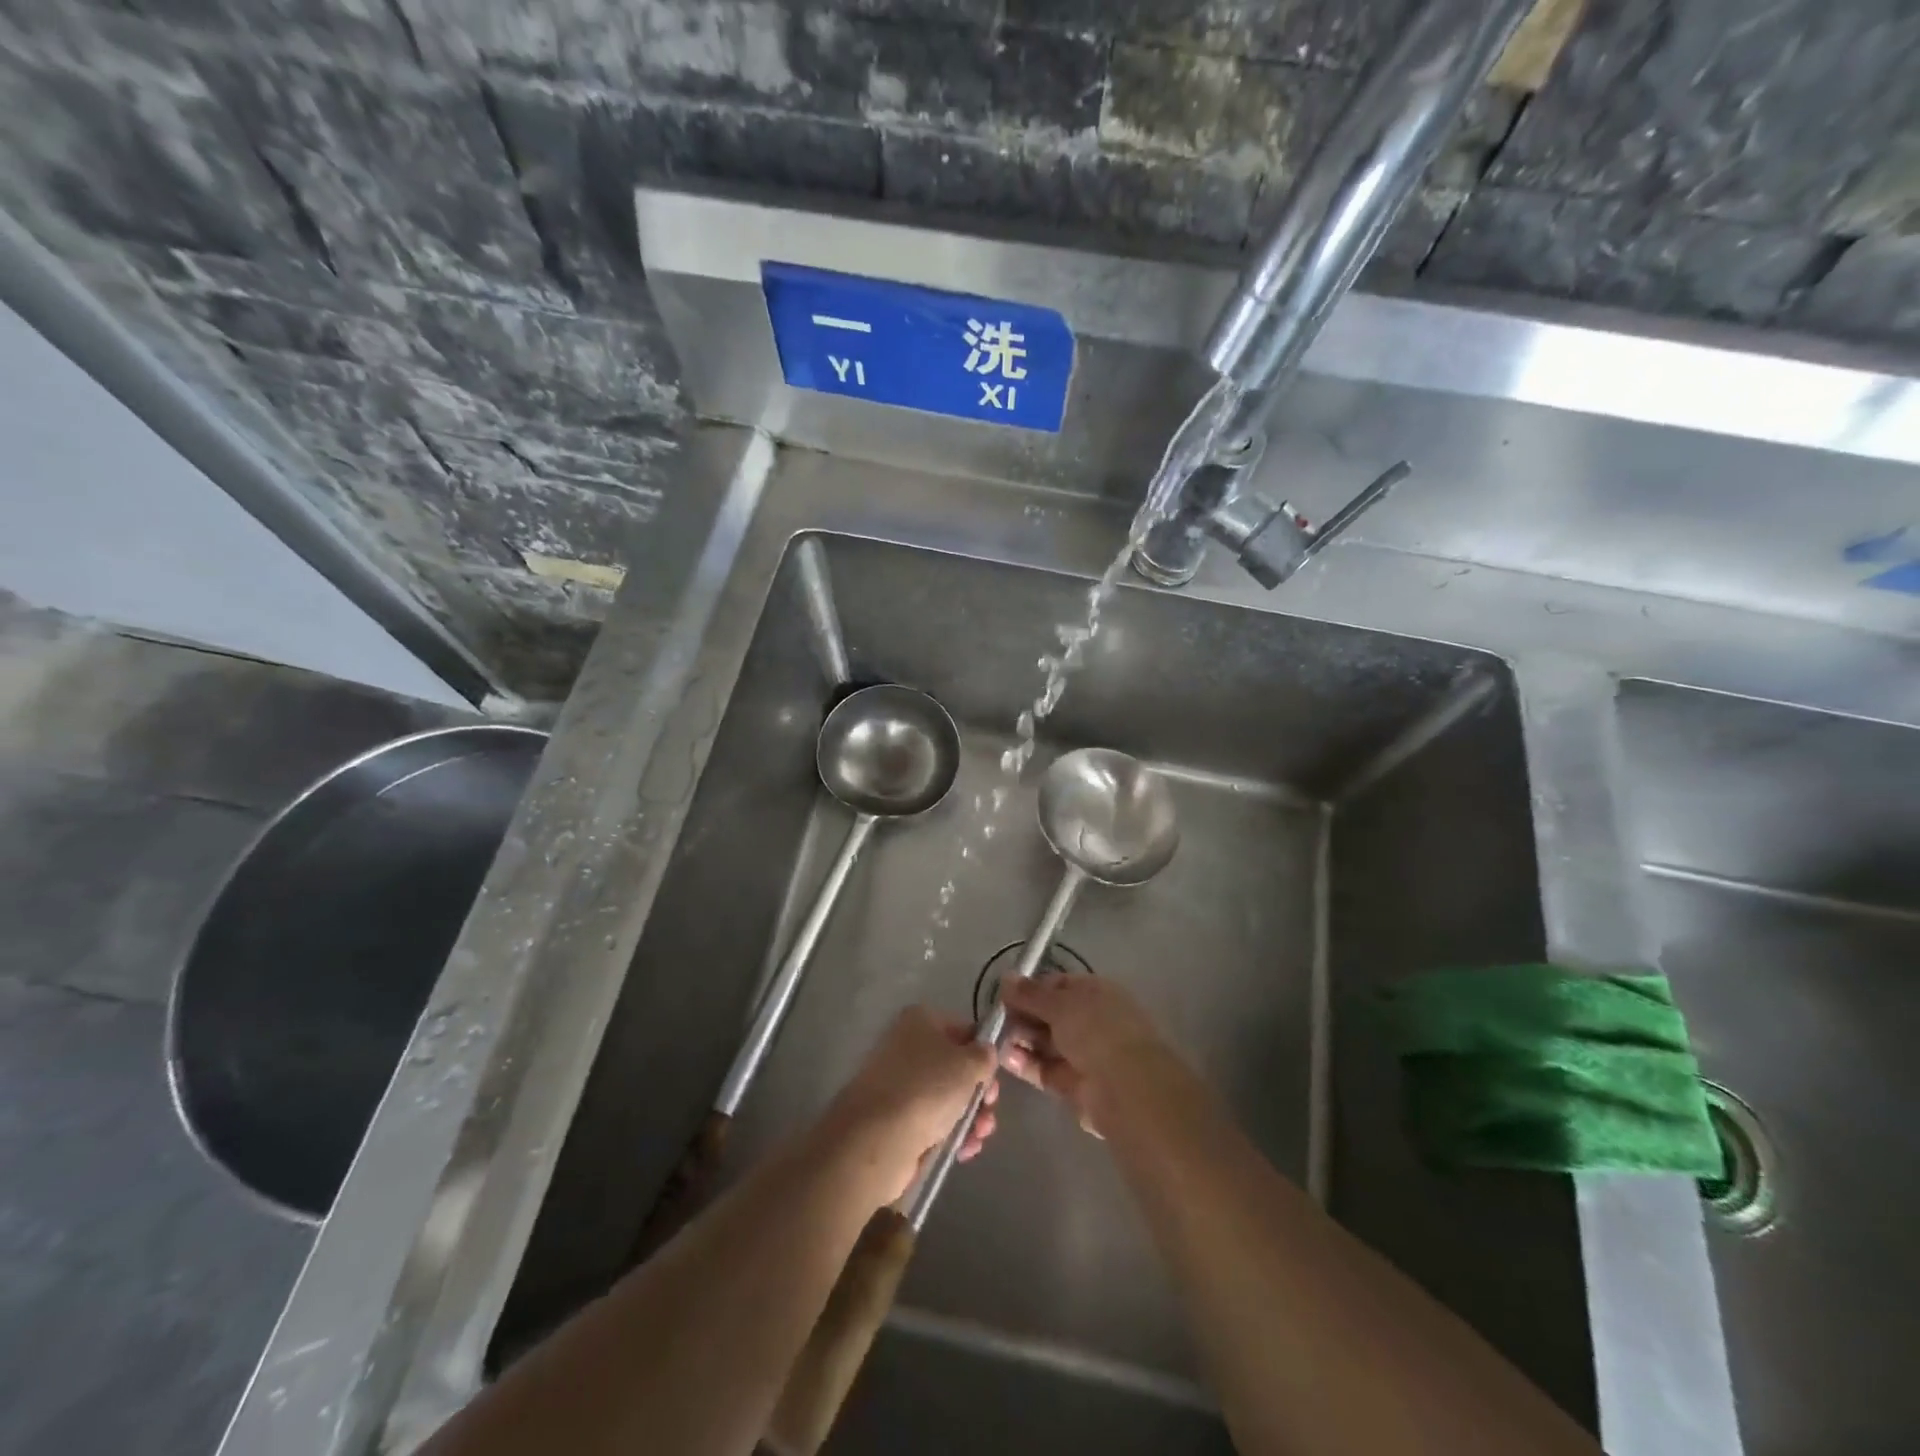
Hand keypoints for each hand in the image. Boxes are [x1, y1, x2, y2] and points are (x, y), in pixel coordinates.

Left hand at [827, 1007, 998, 1199]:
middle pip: (956, 1067)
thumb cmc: (928, 1088)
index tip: (994, 1078)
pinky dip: (951, 1134)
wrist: (876, 1138)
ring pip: (946, 1098)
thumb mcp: (969, 1064)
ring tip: (979, 1136)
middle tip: (988, 1110)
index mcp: (921, 1021)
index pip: (963, 1030)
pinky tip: (964, 1150)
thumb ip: (985, 1056)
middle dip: (979, 1093)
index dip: (983, 1054)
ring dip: (970, 1117)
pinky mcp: (895, 1119)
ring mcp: (899, 1084)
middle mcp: (907, 1046)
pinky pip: (932, 1122)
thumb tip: (984, 1054)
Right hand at [1000, 974, 1174, 1137]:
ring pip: (1045, 1042)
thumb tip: (1006, 978)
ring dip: (1021, 1038)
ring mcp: (1083, 1054)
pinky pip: (1044, 1068)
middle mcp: (1090, 1021)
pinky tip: (1005, 1057)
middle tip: (996, 1017)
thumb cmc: (1096, 1031)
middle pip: (1049, 1014)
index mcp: (1095, 993)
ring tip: (995, 1038)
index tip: (1004, 993)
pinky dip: (1025, 1063)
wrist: (1126, 1089)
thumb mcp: (1060, 1004)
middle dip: (1023, 1014)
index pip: (1057, 985)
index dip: (1031, 988)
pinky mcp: (1072, 1084)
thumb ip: (1030, 994)